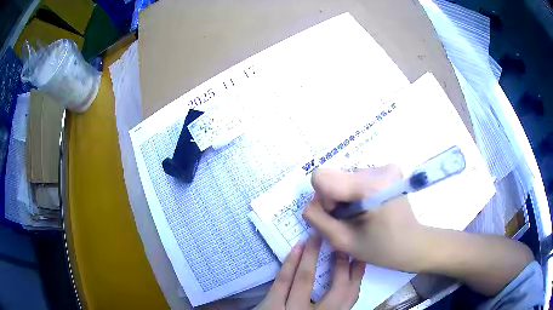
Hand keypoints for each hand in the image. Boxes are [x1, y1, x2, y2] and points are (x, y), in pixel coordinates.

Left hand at [256, 236, 365, 309]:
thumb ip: (332, 307)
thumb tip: (346, 286)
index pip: (350, 297)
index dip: (357, 277)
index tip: (359, 259)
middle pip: (336, 289)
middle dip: (341, 265)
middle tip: (341, 245)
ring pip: (305, 280)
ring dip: (312, 256)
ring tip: (317, 238)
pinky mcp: (270, 307)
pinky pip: (282, 282)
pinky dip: (290, 263)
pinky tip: (297, 248)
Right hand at [303, 165, 430, 272]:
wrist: (412, 243)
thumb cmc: (381, 249)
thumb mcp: (343, 241)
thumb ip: (318, 219)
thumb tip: (311, 202)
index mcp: (369, 186)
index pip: (322, 177)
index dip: (323, 199)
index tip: (338, 216)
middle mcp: (378, 169)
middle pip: (334, 176)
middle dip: (335, 199)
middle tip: (351, 218)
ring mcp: (385, 166)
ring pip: (345, 177)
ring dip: (346, 197)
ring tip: (363, 214)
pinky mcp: (388, 168)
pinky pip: (357, 177)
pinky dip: (356, 192)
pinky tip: (370, 206)